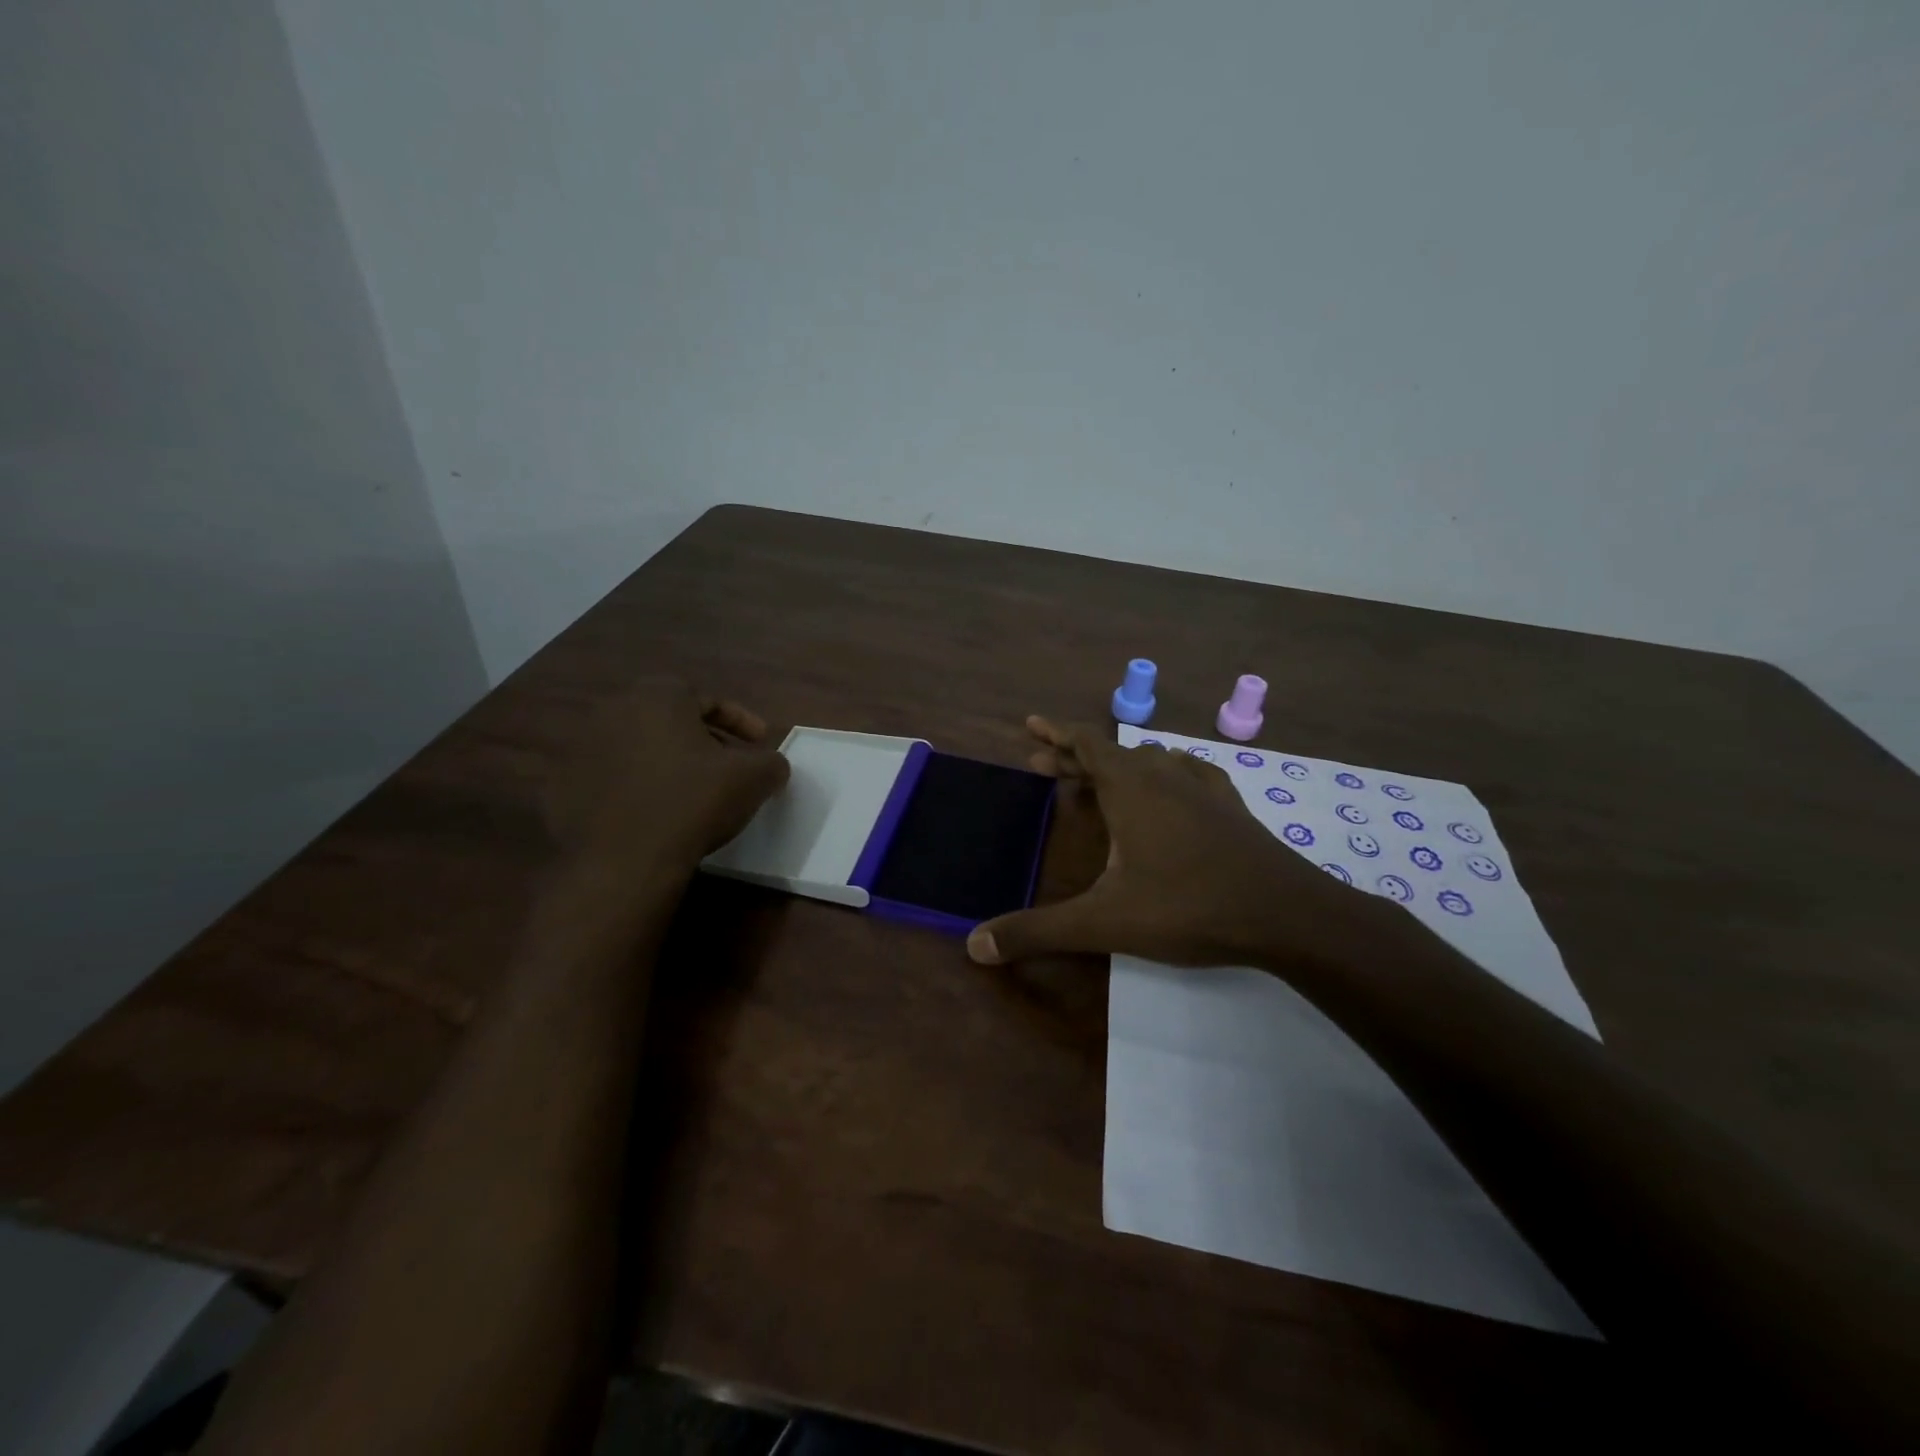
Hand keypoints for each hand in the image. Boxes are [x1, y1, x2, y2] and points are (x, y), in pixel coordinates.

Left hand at [545, 678, 790, 878]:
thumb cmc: (694, 802)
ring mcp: (580, 748)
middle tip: (726, 767)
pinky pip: (610, 779)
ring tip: (690, 792)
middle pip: (671, 720)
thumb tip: (773, 766)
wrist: (624, 861)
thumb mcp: (753, 778)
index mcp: (658, 696)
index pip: (709, 700)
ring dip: (666, 763)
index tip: (760, 744)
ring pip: (638, 747)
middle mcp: (613, 710)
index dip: (741, 721)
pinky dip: (634, 789)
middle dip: (702, 740)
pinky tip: (654, 814)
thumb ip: (772, 762)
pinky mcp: (562, 787)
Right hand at [967, 717, 1409, 973]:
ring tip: (1097, 781)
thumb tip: (974, 945)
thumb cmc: (1188, 907)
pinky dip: (1165, 773)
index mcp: (1131, 788)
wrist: (1286, 915)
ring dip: (1117, 766)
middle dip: (1074, 756)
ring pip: (1150, 761)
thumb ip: (1038, 931)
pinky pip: (1189, 774)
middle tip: (1043, 763)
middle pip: (1111, 753)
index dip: (1056, 733)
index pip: (1086, 743)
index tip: (1031, 725)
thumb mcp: (1103, 922)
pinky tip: (1172, 784)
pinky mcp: (1231, 807)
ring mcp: (1203, 788)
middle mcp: (1165, 775)